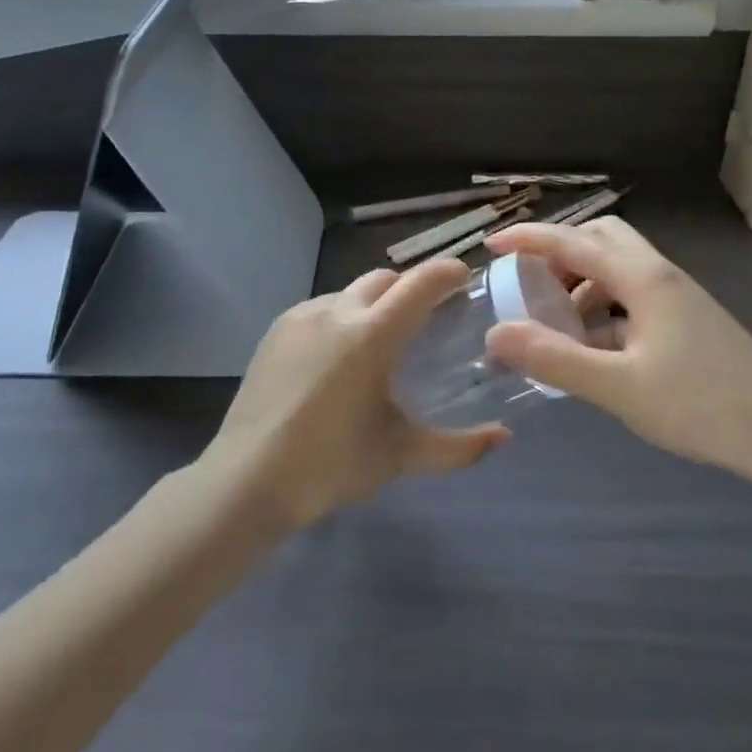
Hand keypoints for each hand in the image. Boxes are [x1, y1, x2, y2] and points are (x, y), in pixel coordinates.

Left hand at [204, 260, 509, 529]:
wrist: (247, 479)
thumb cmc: (331, 464)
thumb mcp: (400, 454)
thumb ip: (458, 447)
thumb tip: (504, 438)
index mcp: (372, 334)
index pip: (420, 283)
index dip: (447, 272)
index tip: (465, 277)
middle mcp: (337, 311)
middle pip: (385, 278)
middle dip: (410, 287)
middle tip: (426, 316)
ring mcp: (302, 316)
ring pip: (350, 292)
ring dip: (374, 303)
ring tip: (380, 341)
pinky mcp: (276, 330)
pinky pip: (321, 308)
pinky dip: (341, 318)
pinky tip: (338, 357)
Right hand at [482, 218, 751, 476]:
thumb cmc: (704, 406)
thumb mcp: (620, 387)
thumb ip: (555, 359)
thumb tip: (495, 334)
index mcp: (642, 278)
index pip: (573, 242)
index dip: (528, 239)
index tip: (490, 245)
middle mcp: (659, 274)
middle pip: (600, 239)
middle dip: (558, 253)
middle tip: (527, 283)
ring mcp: (676, 297)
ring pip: (617, 268)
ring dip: (580, 282)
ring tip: (552, 320)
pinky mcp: (685, 320)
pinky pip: (631, 296)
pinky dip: (601, 307)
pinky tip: (591, 347)